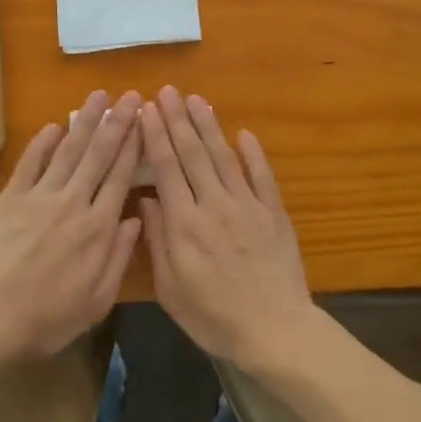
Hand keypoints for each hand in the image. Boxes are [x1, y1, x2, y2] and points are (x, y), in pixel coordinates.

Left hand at [0, 90, 142, 359]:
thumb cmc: (48, 317)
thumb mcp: (98, 299)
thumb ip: (119, 256)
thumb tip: (137, 219)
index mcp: (98, 227)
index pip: (121, 176)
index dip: (134, 145)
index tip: (145, 120)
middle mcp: (73, 203)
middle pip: (98, 155)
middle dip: (117, 122)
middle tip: (130, 96)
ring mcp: (39, 197)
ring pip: (67, 151)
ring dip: (84, 121)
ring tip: (99, 96)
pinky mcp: (10, 199)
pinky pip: (29, 163)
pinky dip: (42, 143)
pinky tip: (54, 126)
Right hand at [138, 87, 316, 367]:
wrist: (274, 330)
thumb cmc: (214, 317)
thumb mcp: (171, 289)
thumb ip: (157, 242)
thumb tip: (146, 200)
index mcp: (184, 224)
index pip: (166, 168)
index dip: (155, 136)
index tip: (147, 110)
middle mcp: (214, 205)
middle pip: (193, 154)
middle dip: (177, 120)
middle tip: (168, 91)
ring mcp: (247, 206)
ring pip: (224, 157)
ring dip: (209, 126)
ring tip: (196, 100)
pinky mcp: (274, 213)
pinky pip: (262, 176)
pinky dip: (254, 154)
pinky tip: (244, 134)